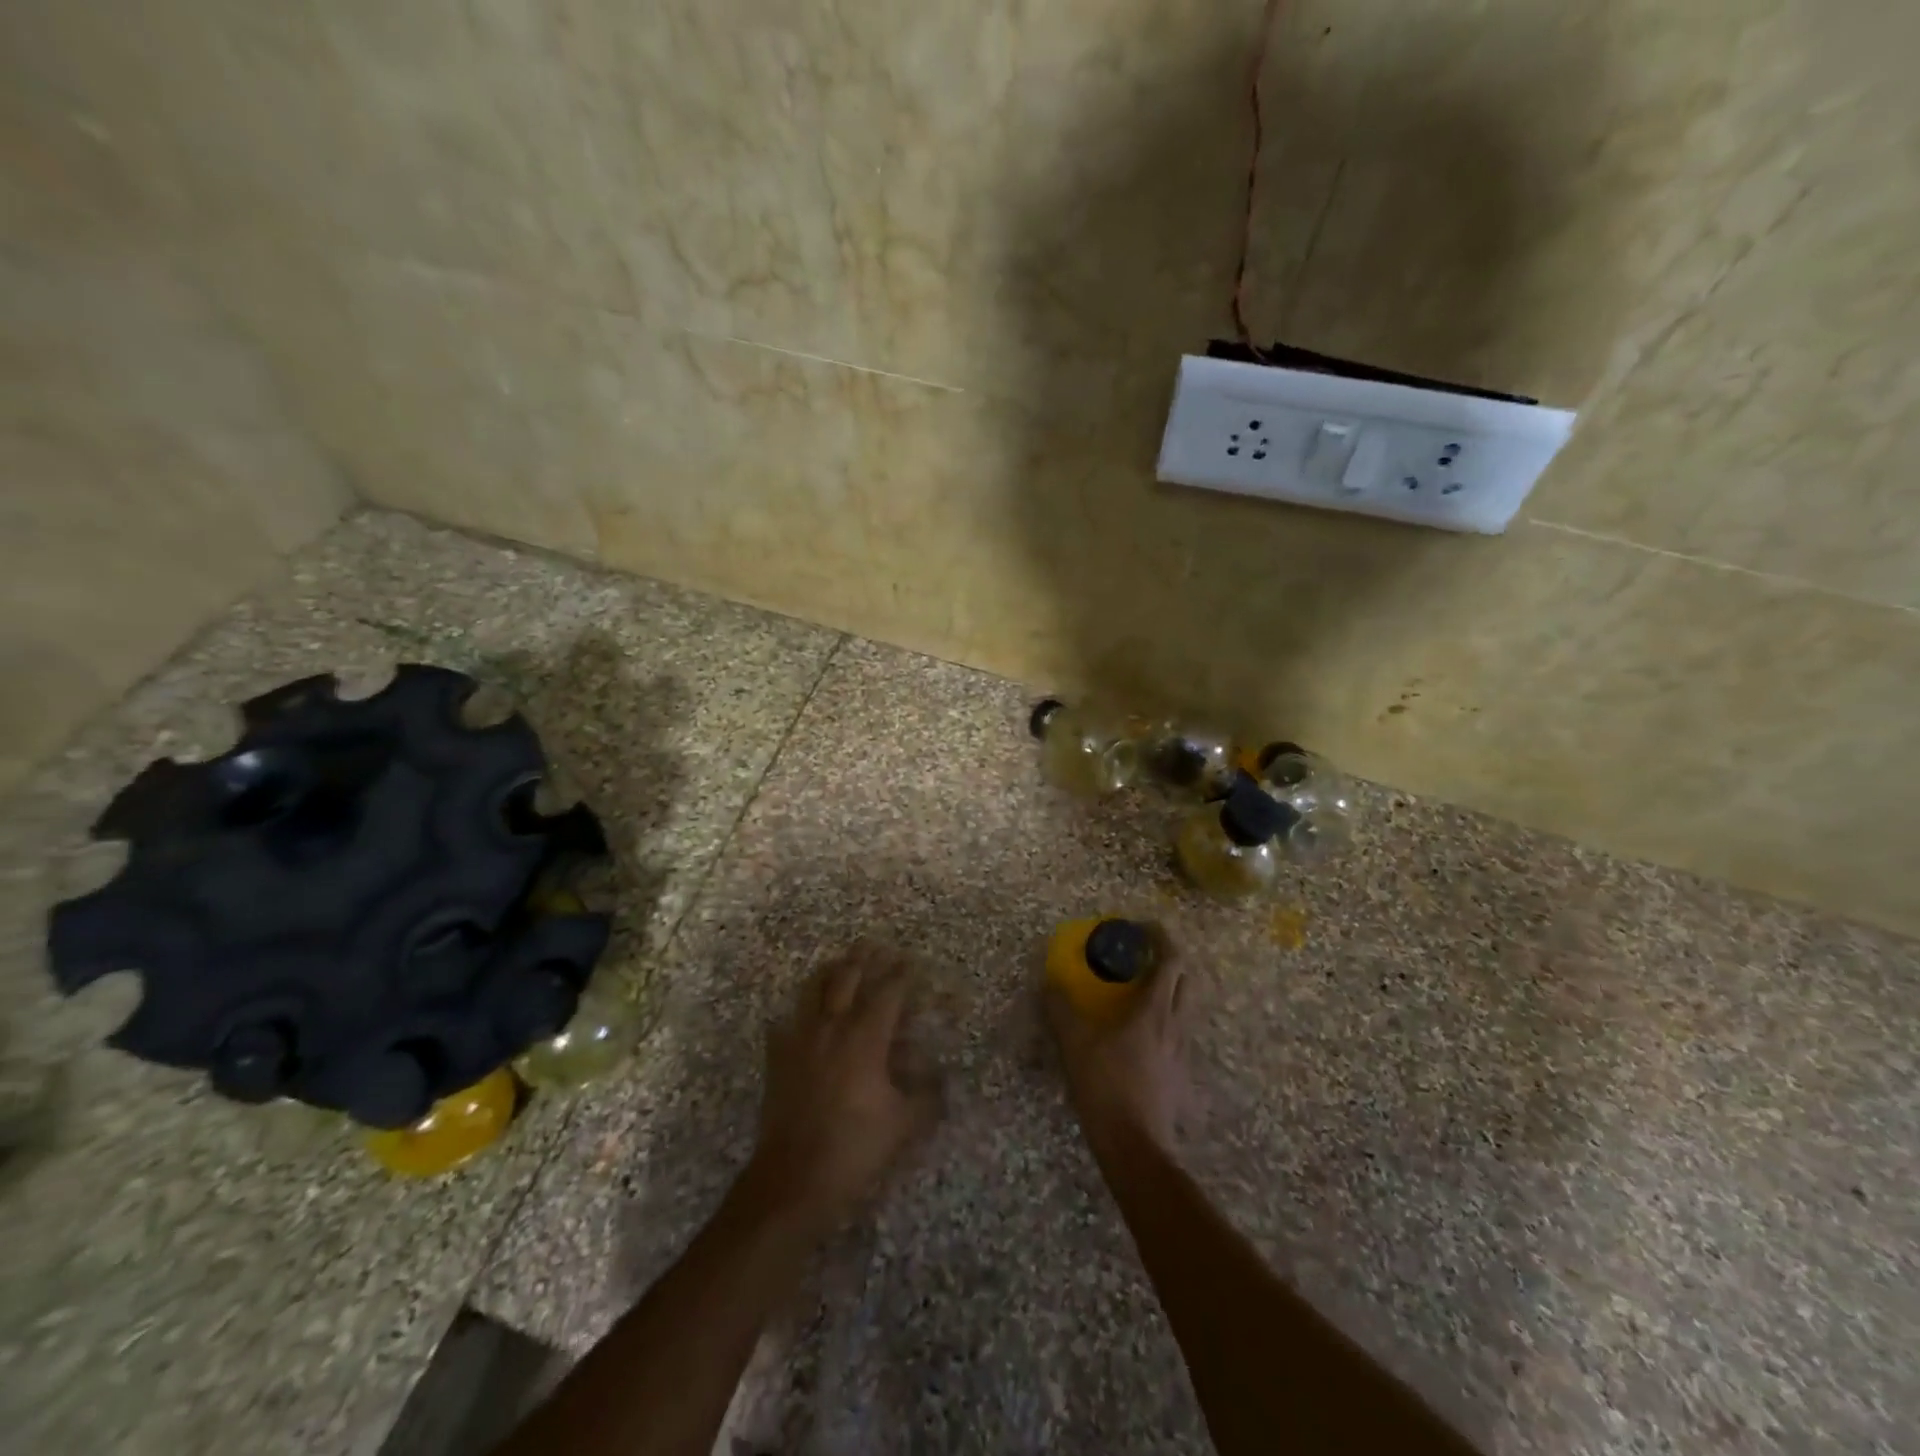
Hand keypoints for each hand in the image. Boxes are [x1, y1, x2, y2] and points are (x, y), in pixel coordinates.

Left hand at [748, 943, 939, 1232]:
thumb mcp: (904, 1125)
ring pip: (812, 991)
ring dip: (829, 972)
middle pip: (847, 979)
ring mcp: (800, 1041)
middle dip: (863, 959)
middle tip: (874, 946)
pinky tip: (798, 1015)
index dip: (901, 974)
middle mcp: (832, 1029)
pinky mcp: (778, 1059)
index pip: (887, 993)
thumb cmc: (854, 1148)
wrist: (793, 1179)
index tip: (911, 962)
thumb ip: (926, 1095)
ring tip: (839, 963)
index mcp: (865, 1039)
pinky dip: (795, 1013)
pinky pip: (785, 1024)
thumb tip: (940, 1077)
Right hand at [1046, 955, 1188, 1155]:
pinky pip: (1179, 1034)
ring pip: (1186, 1007)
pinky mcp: (1181, 1074)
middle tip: (1143, 957)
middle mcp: (1176, 1025)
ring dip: (1170, 990)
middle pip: (1187, 979)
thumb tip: (1048, 983)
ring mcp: (1183, 1052)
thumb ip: (1061, 1010)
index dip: (1162, 937)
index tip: (1142, 927)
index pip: (1172, 960)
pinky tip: (1142, 1035)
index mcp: (1155, 1010)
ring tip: (1141, 992)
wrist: (1136, 1146)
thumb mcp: (1075, 1044)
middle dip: (1170, 960)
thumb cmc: (1107, 1087)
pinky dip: (1165, 1021)